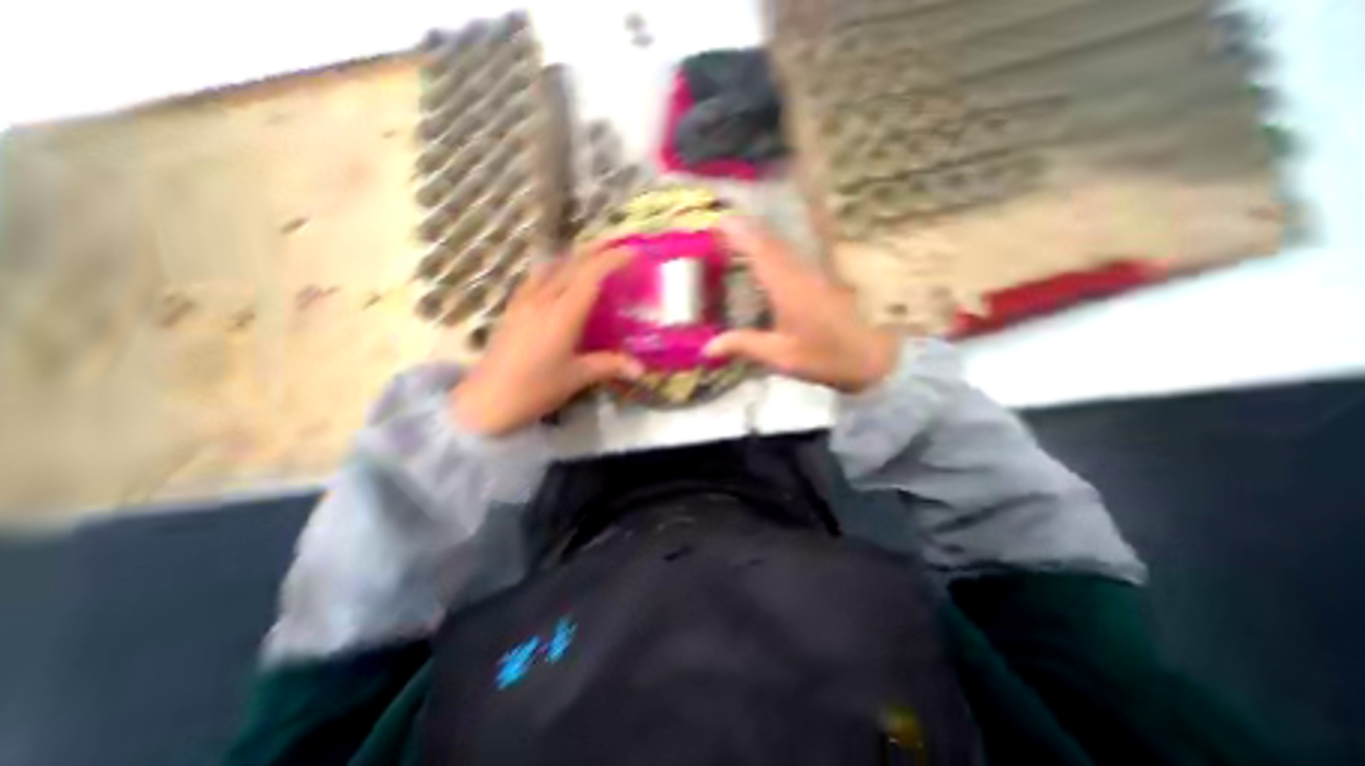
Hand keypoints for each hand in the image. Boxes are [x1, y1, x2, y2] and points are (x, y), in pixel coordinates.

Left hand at [449, 245, 641, 436]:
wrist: (486, 401)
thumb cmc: (535, 389)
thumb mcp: (577, 377)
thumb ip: (611, 366)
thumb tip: (642, 369)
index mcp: (563, 314)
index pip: (591, 275)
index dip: (613, 259)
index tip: (634, 252)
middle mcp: (543, 299)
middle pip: (572, 263)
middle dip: (598, 250)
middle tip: (620, 246)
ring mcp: (524, 300)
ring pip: (553, 266)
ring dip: (576, 256)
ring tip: (594, 257)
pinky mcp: (513, 307)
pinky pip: (538, 277)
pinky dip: (556, 268)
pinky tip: (560, 276)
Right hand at [703, 215, 897, 390]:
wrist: (869, 356)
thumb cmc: (824, 356)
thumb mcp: (780, 356)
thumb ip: (744, 345)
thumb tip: (706, 348)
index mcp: (787, 286)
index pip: (759, 250)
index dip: (737, 233)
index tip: (716, 221)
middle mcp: (800, 271)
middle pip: (770, 240)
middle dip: (744, 229)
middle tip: (718, 227)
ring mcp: (814, 271)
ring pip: (782, 244)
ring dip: (758, 236)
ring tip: (734, 236)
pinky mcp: (821, 277)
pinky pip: (791, 254)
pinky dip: (772, 248)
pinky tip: (764, 256)